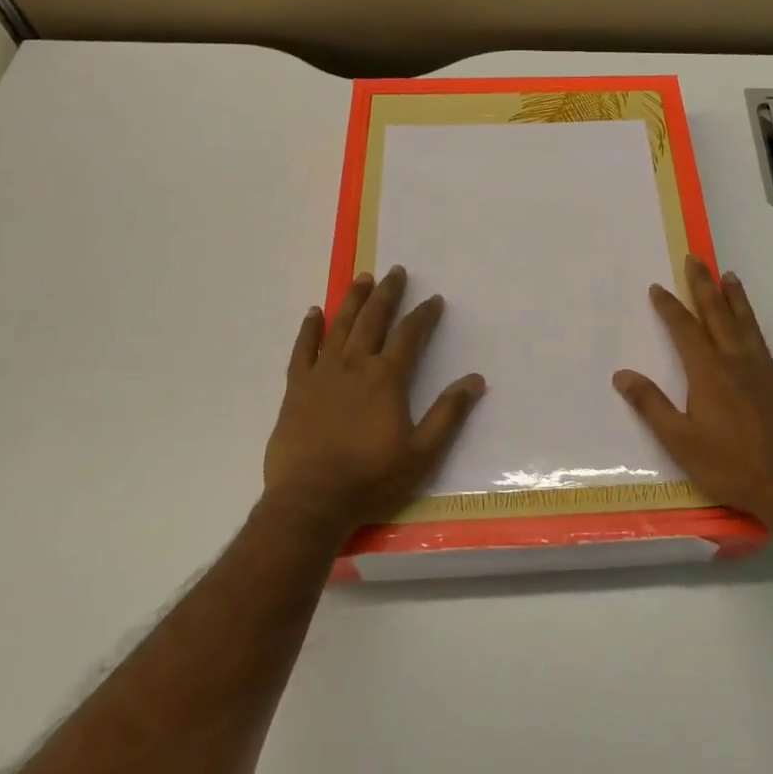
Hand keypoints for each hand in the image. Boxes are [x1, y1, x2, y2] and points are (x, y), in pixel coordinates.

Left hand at [262, 266, 485, 537]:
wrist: (310, 501)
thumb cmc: (370, 478)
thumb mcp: (422, 453)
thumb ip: (448, 414)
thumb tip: (475, 380)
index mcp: (386, 378)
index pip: (409, 335)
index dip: (424, 315)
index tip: (434, 299)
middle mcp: (354, 365)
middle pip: (373, 319)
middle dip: (387, 293)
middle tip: (395, 271)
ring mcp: (322, 374)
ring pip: (340, 326)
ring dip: (353, 300)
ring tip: (362, 278)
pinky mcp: (297, 388)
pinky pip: (303, 349)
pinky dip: (310, 329)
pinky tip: (315, 313)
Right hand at [614, 259, 772, 528]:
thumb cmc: (729, 464)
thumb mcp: (680, 441)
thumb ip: (651, 405)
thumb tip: (622, 375)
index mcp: (709, 372)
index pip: (685, 329)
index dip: (670, 307)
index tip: (658, 287)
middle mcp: (735, 361)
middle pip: (717, 314)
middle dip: (703, 285)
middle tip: (696, 259)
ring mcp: (761, 369)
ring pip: (744, 322)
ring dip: (733, 297)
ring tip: (728, 275)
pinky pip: (759, 338)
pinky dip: (750, 320)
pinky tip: (748, 324)